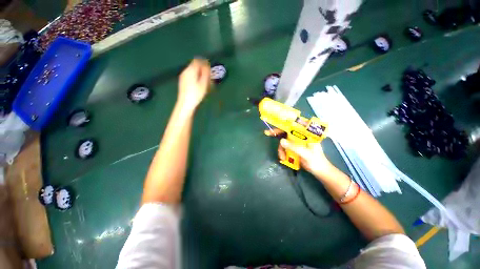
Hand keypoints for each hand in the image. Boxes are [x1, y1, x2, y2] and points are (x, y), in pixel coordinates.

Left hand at [177, 58, 210, 110]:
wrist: (186, 103)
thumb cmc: (196, 94)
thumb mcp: (204, 83)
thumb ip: (206, 73)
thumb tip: (207, 65)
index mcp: (190, 70)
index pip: (198, 61)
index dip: (204, 63)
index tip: (210, 69)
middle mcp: (185, 71)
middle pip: (195, 66)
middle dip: (202, 69)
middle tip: (209, 77)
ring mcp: (183, 76)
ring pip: (193, 71)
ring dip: (199, 74)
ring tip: (205, 82)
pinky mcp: (183, 81)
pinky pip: (190, 75)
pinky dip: (196, 77)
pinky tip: (199, 85)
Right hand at [265, 128, 332, 177]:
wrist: (319, 170)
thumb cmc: (316, 161)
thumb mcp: (306, 154)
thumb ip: (294, 147)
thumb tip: (281, 141)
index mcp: (306, 134)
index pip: (294, 125)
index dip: (284, 123)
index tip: (275, 123)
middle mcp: (301, 136)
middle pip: (287, 131)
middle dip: (277, 133)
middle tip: (267, 133)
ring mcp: (297, 142)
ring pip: (284, 141)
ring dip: (281, 149)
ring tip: (282, 157)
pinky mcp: (294, 147)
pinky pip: (285, 147)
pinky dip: (282, 152)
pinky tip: (283, 158)